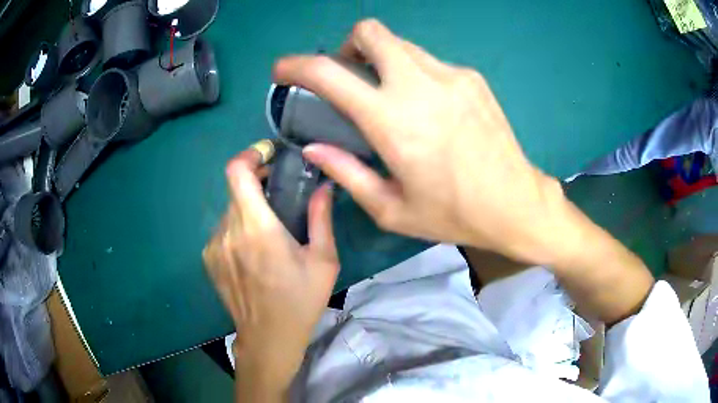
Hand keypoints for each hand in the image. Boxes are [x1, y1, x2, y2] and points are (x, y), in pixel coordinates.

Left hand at [202, 148, 338, 400]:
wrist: (268, 339)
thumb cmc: (300, 302)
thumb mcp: (323, 262)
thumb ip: (322, 218)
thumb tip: (325, 187)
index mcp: (257, 229)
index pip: (237, 173)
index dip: (250, 154)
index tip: (268, 154)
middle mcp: (228, 232)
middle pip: (236, 189)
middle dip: (257, 183)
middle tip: (280, 193)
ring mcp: (214, 246)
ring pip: (230, 210)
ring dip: (248, 208)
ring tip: (269, 229)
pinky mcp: (208, 259)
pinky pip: (223, 229)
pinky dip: (238, 228)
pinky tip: (254, 251)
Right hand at [273, 19, 571, 264]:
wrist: (515, 203)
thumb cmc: (453, 213)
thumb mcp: (391, 209)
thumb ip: (347, 172)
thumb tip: (314, 147)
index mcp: (393, 121)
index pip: (329, 73)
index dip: (296, 65)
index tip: (284, 70)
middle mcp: (420, 84)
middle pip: (370, 31)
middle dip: (348, 46)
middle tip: (350, 76)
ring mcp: (451, 75)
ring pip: (401, 44)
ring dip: (382, 60)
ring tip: (389, 95)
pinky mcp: (472, 77)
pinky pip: (429, 61)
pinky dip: (414, 73)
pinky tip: (428, 106)